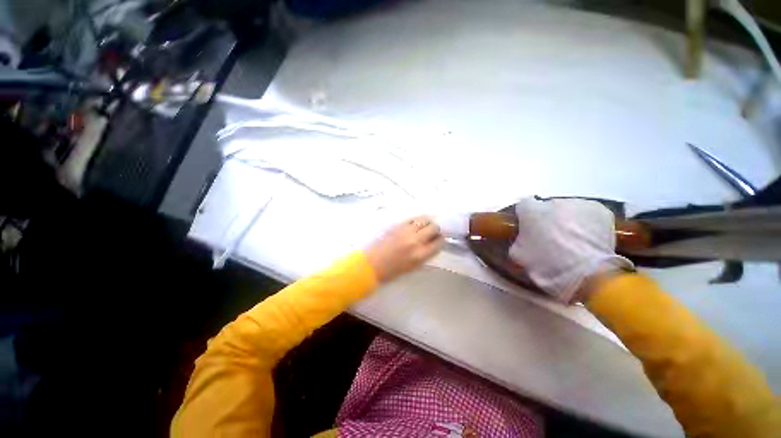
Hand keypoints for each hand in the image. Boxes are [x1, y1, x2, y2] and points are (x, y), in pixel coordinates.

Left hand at [366, 216, 444, 282]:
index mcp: (421, 255)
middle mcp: (416, 240)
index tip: (439, 239)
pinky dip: (417, 220)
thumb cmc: (392, 271)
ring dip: (427, 222)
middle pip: (434, 227)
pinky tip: (415, 223)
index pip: (439, 242)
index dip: (441, 240)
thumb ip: (425, 255)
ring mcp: (406, 231)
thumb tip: (433, 245)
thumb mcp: (413, 267)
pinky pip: (412, 218)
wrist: (372, 264)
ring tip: (425, 225)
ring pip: (424, 219)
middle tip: (433, 232)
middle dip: (436, 229)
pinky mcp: (397, 225)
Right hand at [508, 198, 633, 303]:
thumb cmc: (546, 264)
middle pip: (547, 207)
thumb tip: (523, 238)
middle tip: (551, 238)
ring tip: (572, 241)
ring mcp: (579, 204)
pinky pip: (588, 214)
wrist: (587, 274)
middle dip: (548, 219)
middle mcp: (553, 201)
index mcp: (529, 210)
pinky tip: (588, 239)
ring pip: (569, 210)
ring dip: (567, 220)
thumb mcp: (518, 255)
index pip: (523, 205)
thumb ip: (518, 240)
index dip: (524, 217)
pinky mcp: (601, 211)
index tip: (527, 229)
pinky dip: (586, 224)